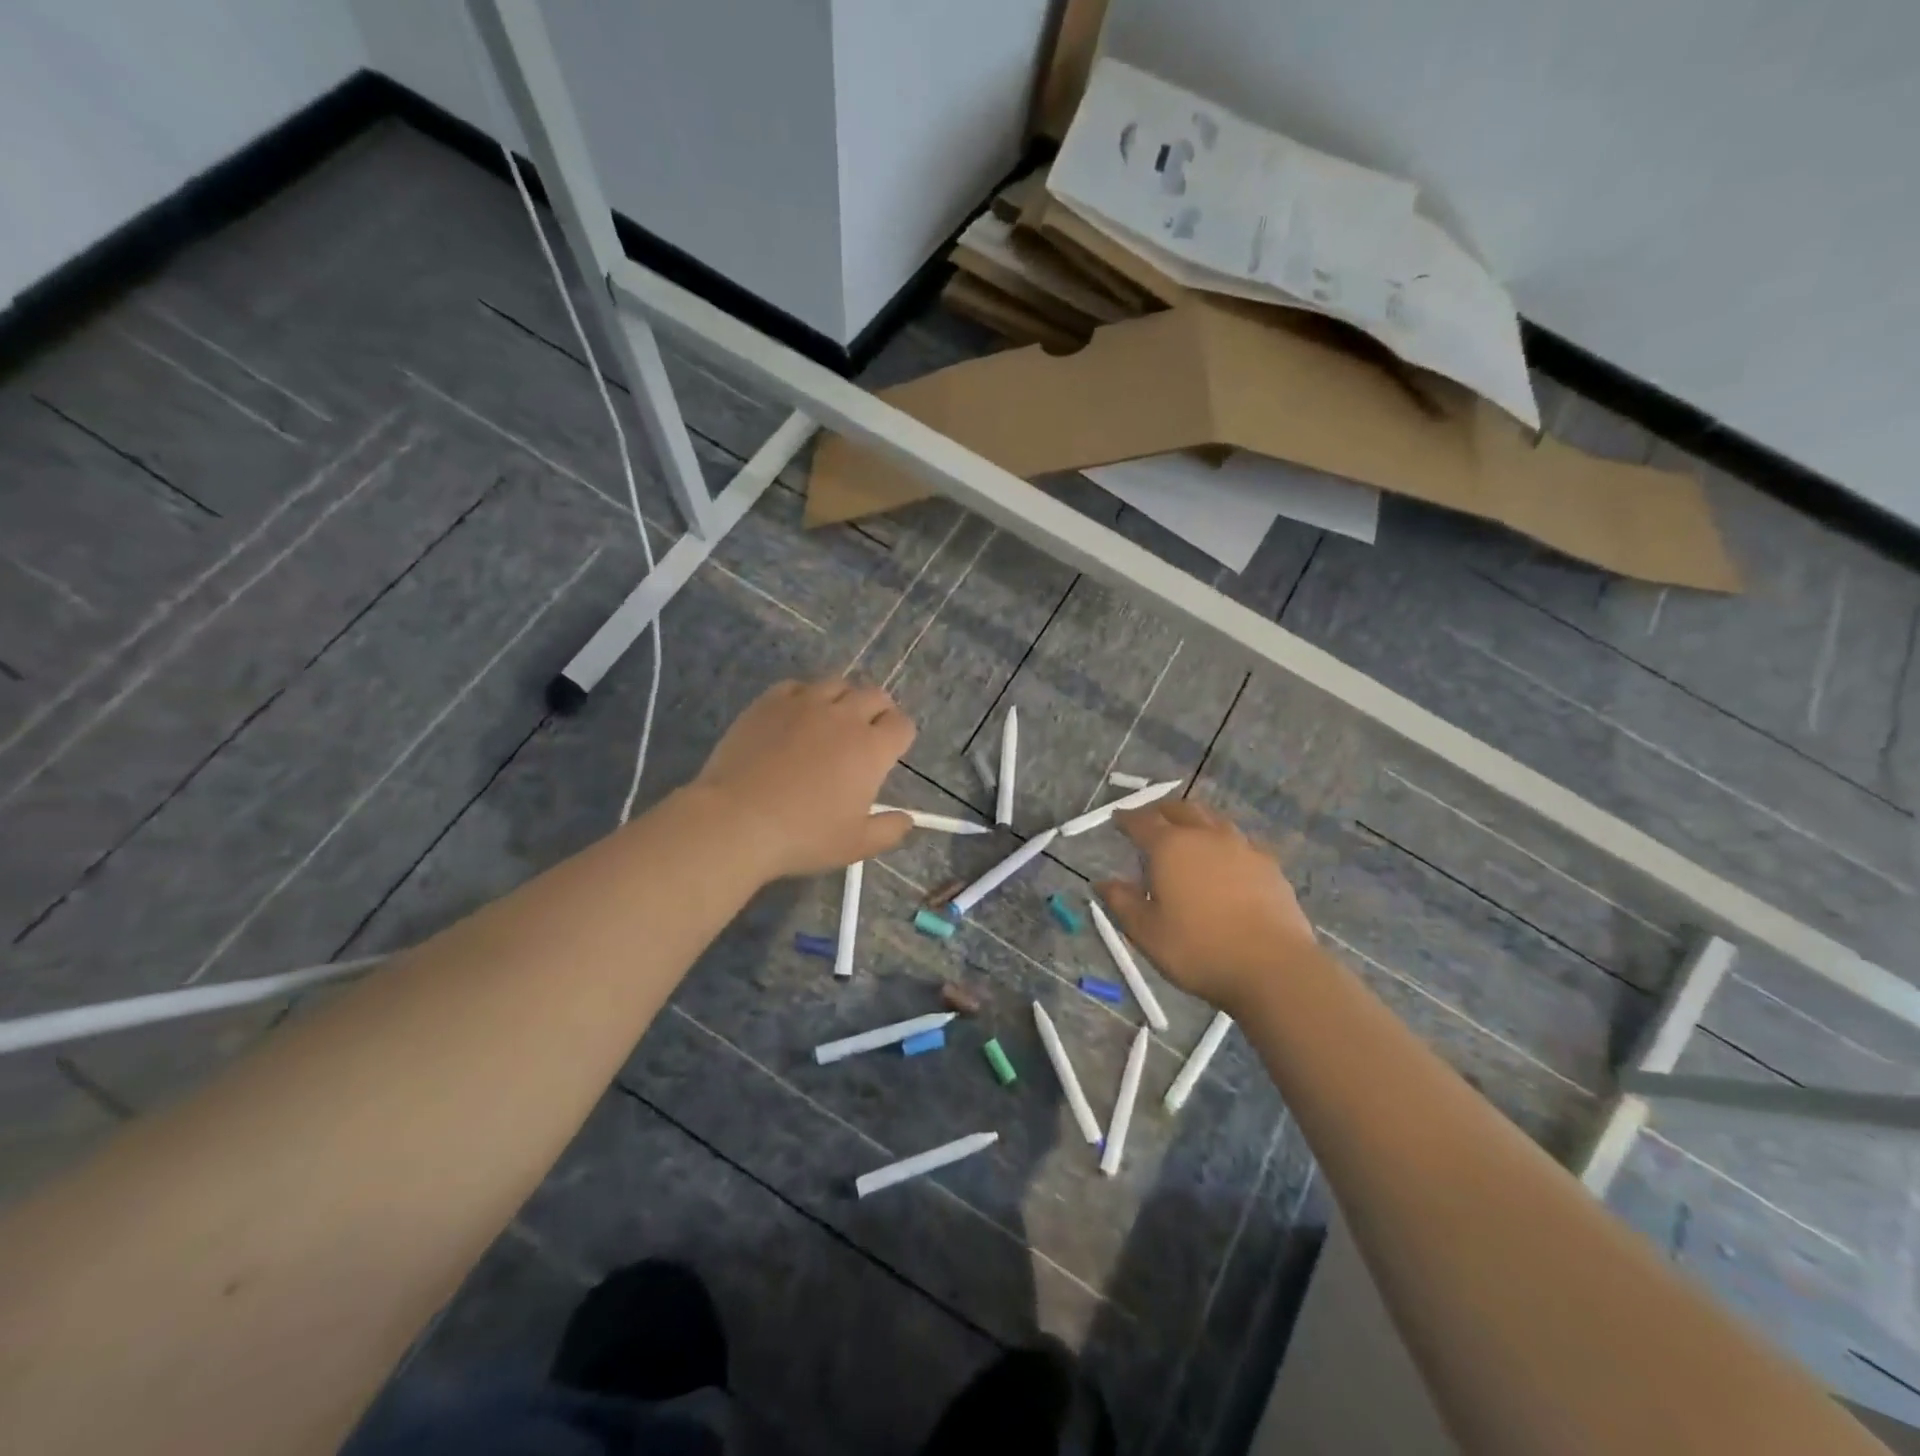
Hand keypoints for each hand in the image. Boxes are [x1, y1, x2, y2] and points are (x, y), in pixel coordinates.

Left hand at [687, 678, 916, 879]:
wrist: (736, 820)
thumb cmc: (803, 836)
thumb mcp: (856, 845)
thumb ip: (889, 830)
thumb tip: (907, 820)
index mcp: (871, 749)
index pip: (902, 725)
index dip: (900, 736)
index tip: (890, 752)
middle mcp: (844, 716)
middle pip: (875, 695)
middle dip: (878, 711)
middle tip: (866, 733)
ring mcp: (805, 704)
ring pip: (837, 684)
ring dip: (843, 699)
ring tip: (832, 720)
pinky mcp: (770, 702)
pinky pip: (797, 686)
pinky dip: (804, 697)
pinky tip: (795, 718)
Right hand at [1096, 800, 1315, 1015]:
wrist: (1273, 967)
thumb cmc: (1199, 949)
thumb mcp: (1146, 932)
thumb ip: (1122, 902)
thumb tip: (1102, 882)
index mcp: (1170, 847)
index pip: (1142, 821)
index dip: (1127, 819)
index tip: (1117, 819)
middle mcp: (1205, 836)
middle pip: (1181, 809)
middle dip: (1161, 811)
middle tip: (1151, 820)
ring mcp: (1242, 847)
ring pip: (1214, 820)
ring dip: (1195, 821)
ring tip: (1188, 834)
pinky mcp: (1269, 865)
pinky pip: (1240, 841)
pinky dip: (1224, 842)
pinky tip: (1226, 859)